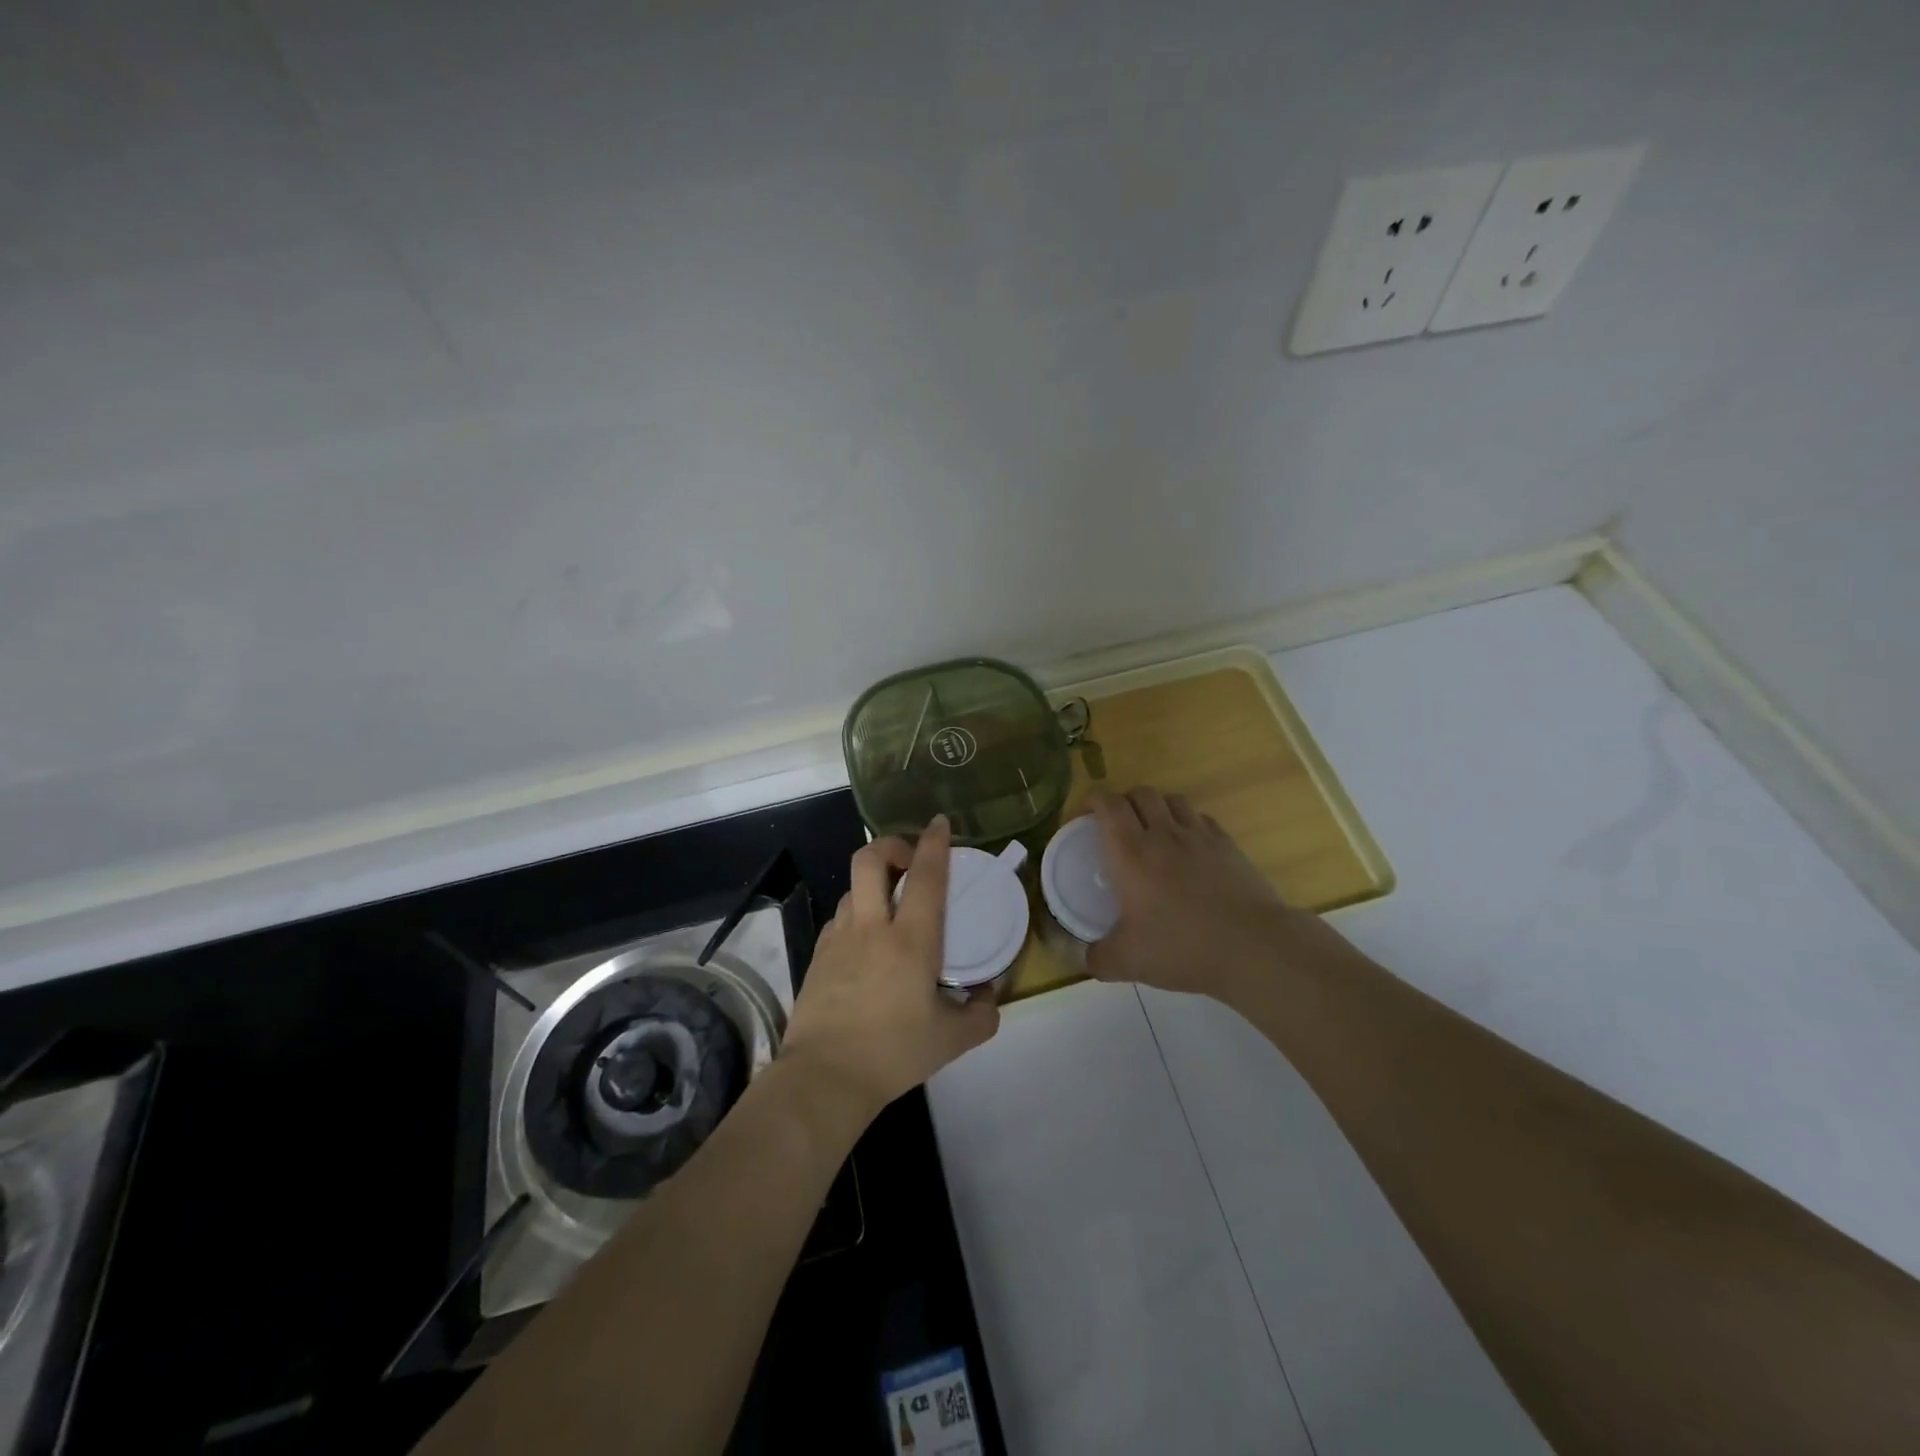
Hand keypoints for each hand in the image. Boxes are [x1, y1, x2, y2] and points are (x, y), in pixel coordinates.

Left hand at [781, 815, 999, 1118]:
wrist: (824, 1078)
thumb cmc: (893, 1054)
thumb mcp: (951, 1040)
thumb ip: (981, 1015)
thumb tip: (989, 996)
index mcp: (911, 940)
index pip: (925, 876)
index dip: (934, 842)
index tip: (940, 823)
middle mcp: (872, 927)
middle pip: (870, 859)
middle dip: (891, 844)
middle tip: (908, 859)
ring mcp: (839, 938)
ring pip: (853, 887)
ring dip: (874, 883)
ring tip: (890, 904)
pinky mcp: (818, 955)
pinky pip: (840, 918)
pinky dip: (857, 913)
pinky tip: (866, 941)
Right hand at [1084, 786, 1351, 1001]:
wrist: (1252, 947)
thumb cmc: (1182, 947)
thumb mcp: (1128, 961)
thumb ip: (1098, 958)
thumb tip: (1084, 959)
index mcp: (1131, 852)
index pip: (1108, 805)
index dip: (1093, 799)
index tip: (1086, 812)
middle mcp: (1163, 834)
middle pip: (1141, 793)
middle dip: (1124, 800)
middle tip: (1117, 823)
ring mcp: (1199, 836)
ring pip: (1173, 799)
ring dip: (1157, 806)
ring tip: (1153, 829)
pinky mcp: (1228, 845)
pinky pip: (1202, 818)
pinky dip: (1189, 822)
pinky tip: (1189, 845)